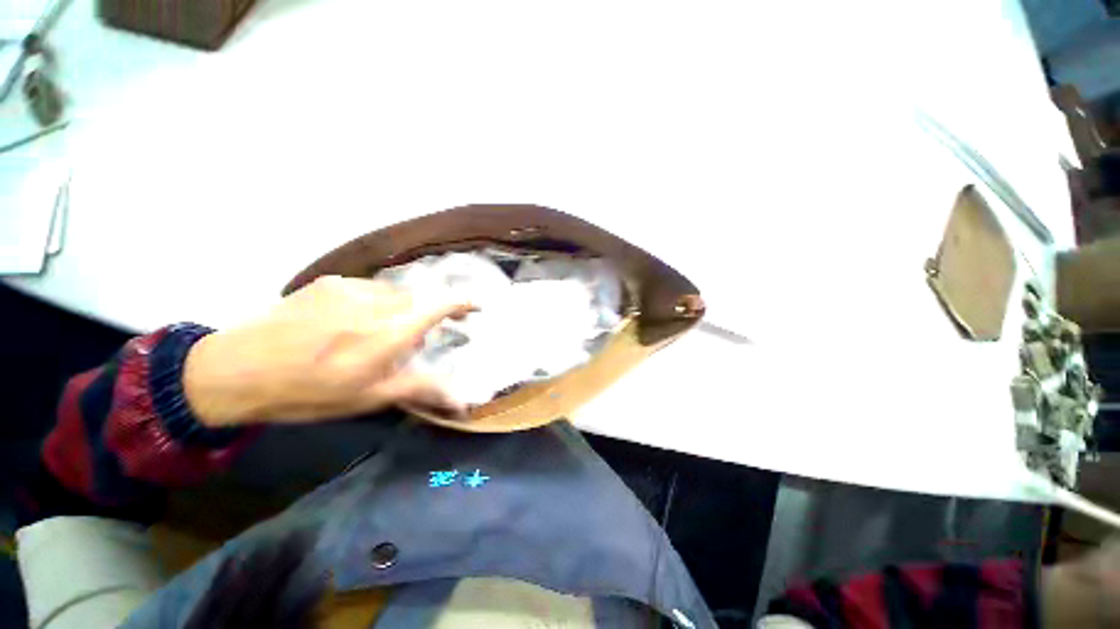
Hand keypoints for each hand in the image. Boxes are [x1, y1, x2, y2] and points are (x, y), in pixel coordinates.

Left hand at [183, 276, 473, 426]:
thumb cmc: (310, 391)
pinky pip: (369, 288)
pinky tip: (353, 321)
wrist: (236, 370)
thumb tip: (464, 402)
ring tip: (380, 332)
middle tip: (419, 336)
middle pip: (420, 299)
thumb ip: (422, 389)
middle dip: (427, 314)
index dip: (462, 303)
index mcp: (390, 333)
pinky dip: (375, 302)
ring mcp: (351, 288)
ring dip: (400, 309)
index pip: (439, 306)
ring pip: (395, 293)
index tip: (476, 306)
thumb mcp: (370, 398)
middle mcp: (377, 304)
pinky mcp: (330, 282)